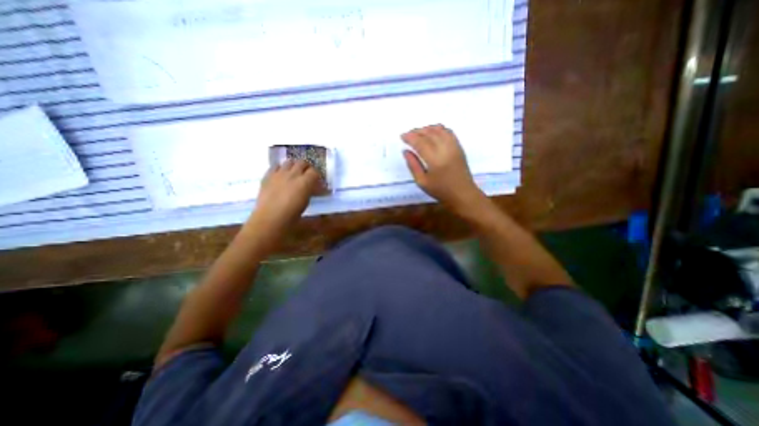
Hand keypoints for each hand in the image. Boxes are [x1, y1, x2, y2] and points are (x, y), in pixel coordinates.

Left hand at [248, 162, 320, 235]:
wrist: (270, 219)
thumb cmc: (292, 216)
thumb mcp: (306, 203)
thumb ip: (310, 192)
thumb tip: (313, 188)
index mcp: (305, 182)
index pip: (315, 171)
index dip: (317, 176)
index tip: (317, 181)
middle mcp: (293, 174)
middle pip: (302, 162)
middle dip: (306, 167)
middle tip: (307, 175)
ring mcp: (279, 174)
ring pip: (289, 161)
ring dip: (294, 166)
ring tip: (294, 173)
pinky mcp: (268, 176)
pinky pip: (275, 166)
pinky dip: (280, 168)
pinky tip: (281, 175)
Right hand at [399, 125, 481, 213]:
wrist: (462, 194)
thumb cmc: (440, 190)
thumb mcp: (422, 182)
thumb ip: (413, 165)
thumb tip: (405, 151)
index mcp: (434, 160)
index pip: (420, 142)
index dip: (410, 137)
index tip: (402, 136)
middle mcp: (445, 149)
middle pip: (429, 133)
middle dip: (417, 131)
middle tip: (408, 134)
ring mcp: (454, 146)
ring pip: (439, 130)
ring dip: (427, 129)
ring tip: (418, 133)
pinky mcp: (459, 147)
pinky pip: (448, 132)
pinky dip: (438, 129)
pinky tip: (432, 132)